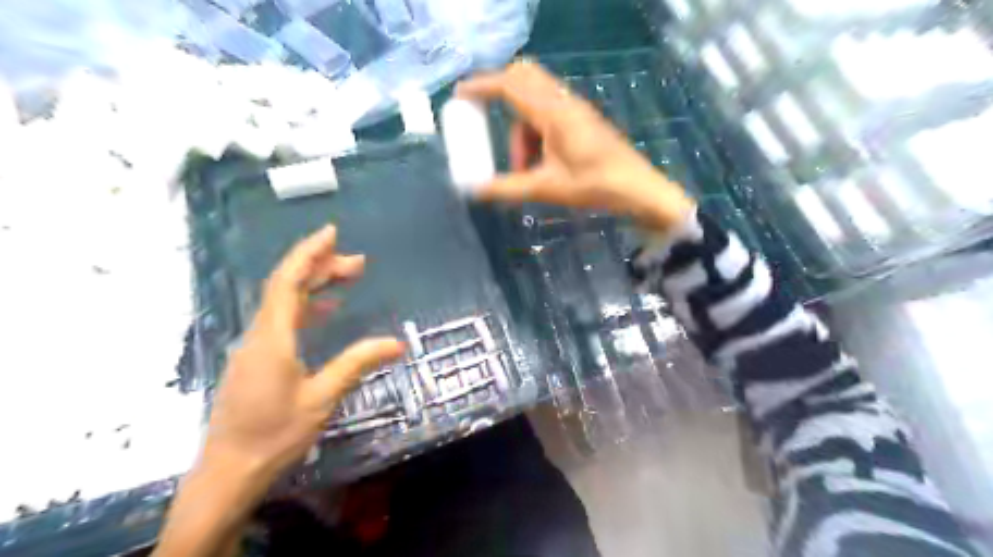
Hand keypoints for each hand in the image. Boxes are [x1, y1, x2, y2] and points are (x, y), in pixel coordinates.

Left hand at [154, 224, 403, 553]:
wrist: (230, 471)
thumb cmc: (276, 433)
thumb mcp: (323, 397)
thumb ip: (357, 363)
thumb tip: (397, 343)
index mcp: (272, 337)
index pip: (288, 281)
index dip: (309, 253)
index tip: (332, 232)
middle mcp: (259, 334)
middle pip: (287, 287)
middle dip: (321, 267)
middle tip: (359, 263)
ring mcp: (255, 347)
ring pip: (284, 302)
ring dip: (315, 286)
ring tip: (348, 279)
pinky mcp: (257, 360)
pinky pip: (283, 320)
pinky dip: (306, 307)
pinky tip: (325, 310)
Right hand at [455, 62, 691, 232]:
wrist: (638, 189)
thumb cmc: (594, 186)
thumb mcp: (546, 189)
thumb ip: (507, 188)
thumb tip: (475, 190)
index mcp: (553, 113)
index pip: (510, 85)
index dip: (482, 86)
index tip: (461, 95)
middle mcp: (563, 102)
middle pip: (524, 79)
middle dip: (500, 95)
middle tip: (486, 122)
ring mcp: (575, 109)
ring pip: (535, 101)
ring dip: (520, 129)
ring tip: (522, 168)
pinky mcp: (582, 119)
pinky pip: (549, 113)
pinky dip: (535, 132)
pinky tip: (539, 164)